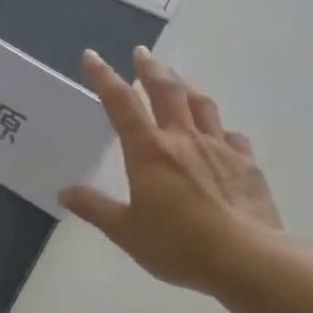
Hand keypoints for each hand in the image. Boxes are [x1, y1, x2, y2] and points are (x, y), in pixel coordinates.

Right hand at [60, 47, 291, 294]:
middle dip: (151, 69)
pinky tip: (218, 136)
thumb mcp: (125, 231)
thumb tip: (65, 192)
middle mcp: (184, 140)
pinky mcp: (247, 165)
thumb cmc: (177, 244)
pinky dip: (218, 129)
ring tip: (177, 82)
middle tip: (141, 54)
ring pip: (201, 106)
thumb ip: (95, 208)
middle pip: (167, 91)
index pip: (121, 104)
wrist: (247, 259)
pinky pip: (231, 137)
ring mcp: (220, 150)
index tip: (92, 57)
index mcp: (149, 152)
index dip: (104, 78)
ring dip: (185, 88)